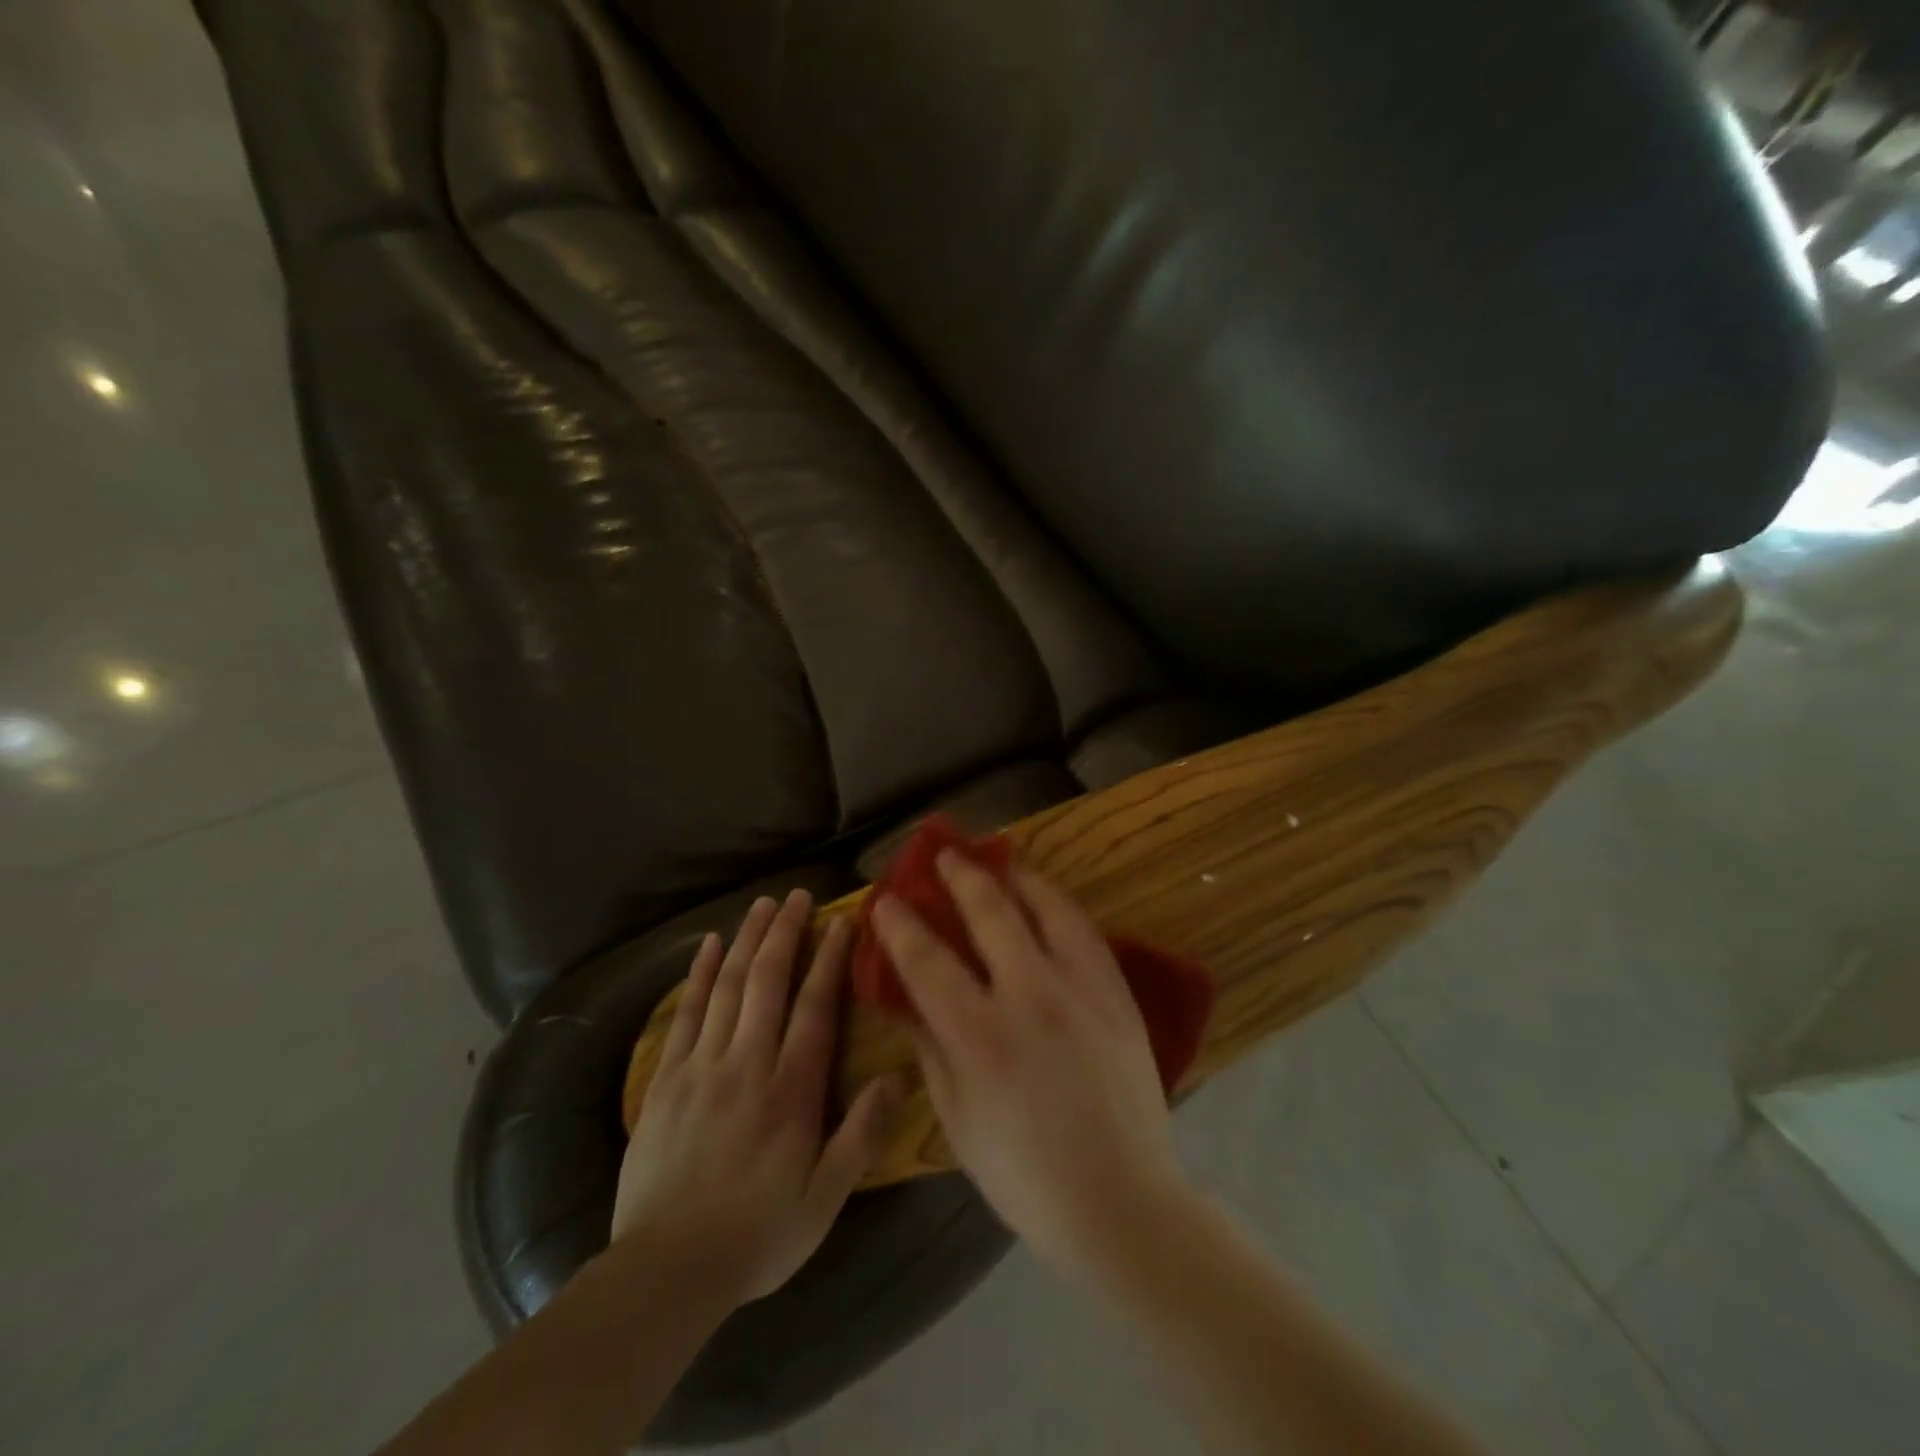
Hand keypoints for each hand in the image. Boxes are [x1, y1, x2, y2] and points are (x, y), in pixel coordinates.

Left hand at [612, 890, 901, 1305]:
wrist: (666, 1271)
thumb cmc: (758, 1235)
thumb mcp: (825, 1200)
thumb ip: (862, 1135)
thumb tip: (897, 1077)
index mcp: (791, 1090)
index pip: (815, 1007)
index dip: (830, 959)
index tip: (842, 921)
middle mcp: (748, 1063)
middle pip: (768, 981)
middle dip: (784, 933)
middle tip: (796, 895)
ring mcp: (701, 1066)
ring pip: (727, 986)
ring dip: (746, 940)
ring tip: (760, 904)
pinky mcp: (665, 1078)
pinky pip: (685, 1013)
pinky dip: (698, 974)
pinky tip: (707, 946)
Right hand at [871, 855, 1189, 1273]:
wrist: (1120, 1200)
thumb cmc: (1024, 1172)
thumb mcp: (956, 1118)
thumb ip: (930, 1047)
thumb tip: (908, 995)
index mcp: (980, 1037)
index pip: (927, 959)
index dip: (900, 923)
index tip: (885, 899)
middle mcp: (1030, 997)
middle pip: (989, 912)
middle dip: (958, 875)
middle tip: (941, 855)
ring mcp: (1080, 988)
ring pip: (1045, 906)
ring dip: (1013, 875)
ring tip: (996, 857)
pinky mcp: (1116, 991)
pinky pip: (1084, 929)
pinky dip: (1057, 902)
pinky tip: (1044, 895)